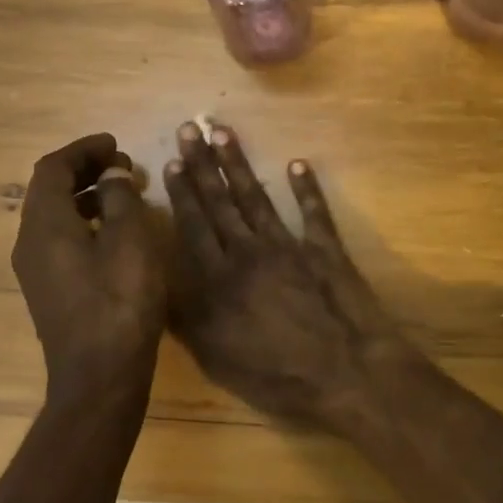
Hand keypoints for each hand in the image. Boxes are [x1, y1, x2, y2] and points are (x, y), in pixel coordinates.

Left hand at [12, 133, 164, 404]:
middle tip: (123, 166)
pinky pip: (59, 240)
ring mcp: (35, 270)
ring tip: (124, 194)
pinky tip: (115, 233)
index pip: (52, 168)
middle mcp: (29, 242)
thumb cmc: (120, 302)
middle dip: (84, 170)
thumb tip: (112, 174)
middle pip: (48, 190)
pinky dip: (83, 222)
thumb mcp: (130, 240)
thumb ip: (120, 198)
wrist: (100, 376)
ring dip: (85, 196)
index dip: (83, 150)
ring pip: (54, 216)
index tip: (116, 144)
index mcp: (45, 224)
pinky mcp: (48, 290)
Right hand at [165, 121, 415, 427]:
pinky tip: (298, 164)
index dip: (182, 193)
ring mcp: (290, 246)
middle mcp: (250, 252)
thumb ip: (186, 318)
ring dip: (239, 164)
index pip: (194, 226)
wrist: (345, 372)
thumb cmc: (276, 375)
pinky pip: (314, 212)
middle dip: (203, 164)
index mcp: (220, 278)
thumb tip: (157, 284)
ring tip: (224, 133)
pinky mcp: (326, 250)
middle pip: (221, 202)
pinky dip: (307, 188)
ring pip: (258, 198)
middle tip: (190, 128)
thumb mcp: (216, 357)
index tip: (172, 161)